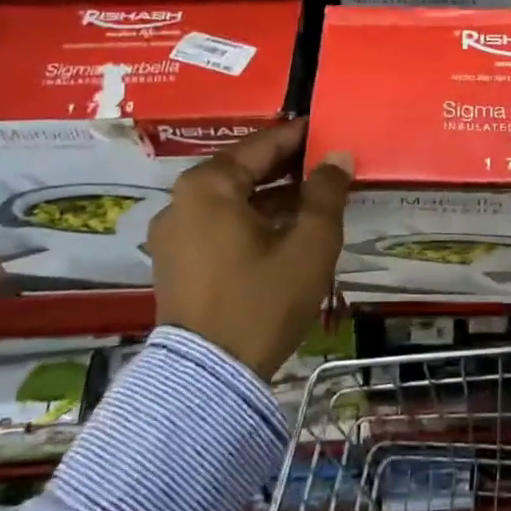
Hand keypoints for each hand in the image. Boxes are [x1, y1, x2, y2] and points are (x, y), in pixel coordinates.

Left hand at [148, 118, 353, 378]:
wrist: (209, 378)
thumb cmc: (263, 300)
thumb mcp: (310, 244)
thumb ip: (327, 193)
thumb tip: (338, 156)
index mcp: (208, 186)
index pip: (263, 145)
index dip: (300, 137)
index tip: (329, 131)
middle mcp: (181, 201)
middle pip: (243, 170)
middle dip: (287, 167)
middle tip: (327, 165)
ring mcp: (173, 234)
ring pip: (232, 199)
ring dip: (271, 196)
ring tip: (313, 199)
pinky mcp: (175, 262)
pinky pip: (218, 224)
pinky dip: (251, 219)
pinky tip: (283, 230)